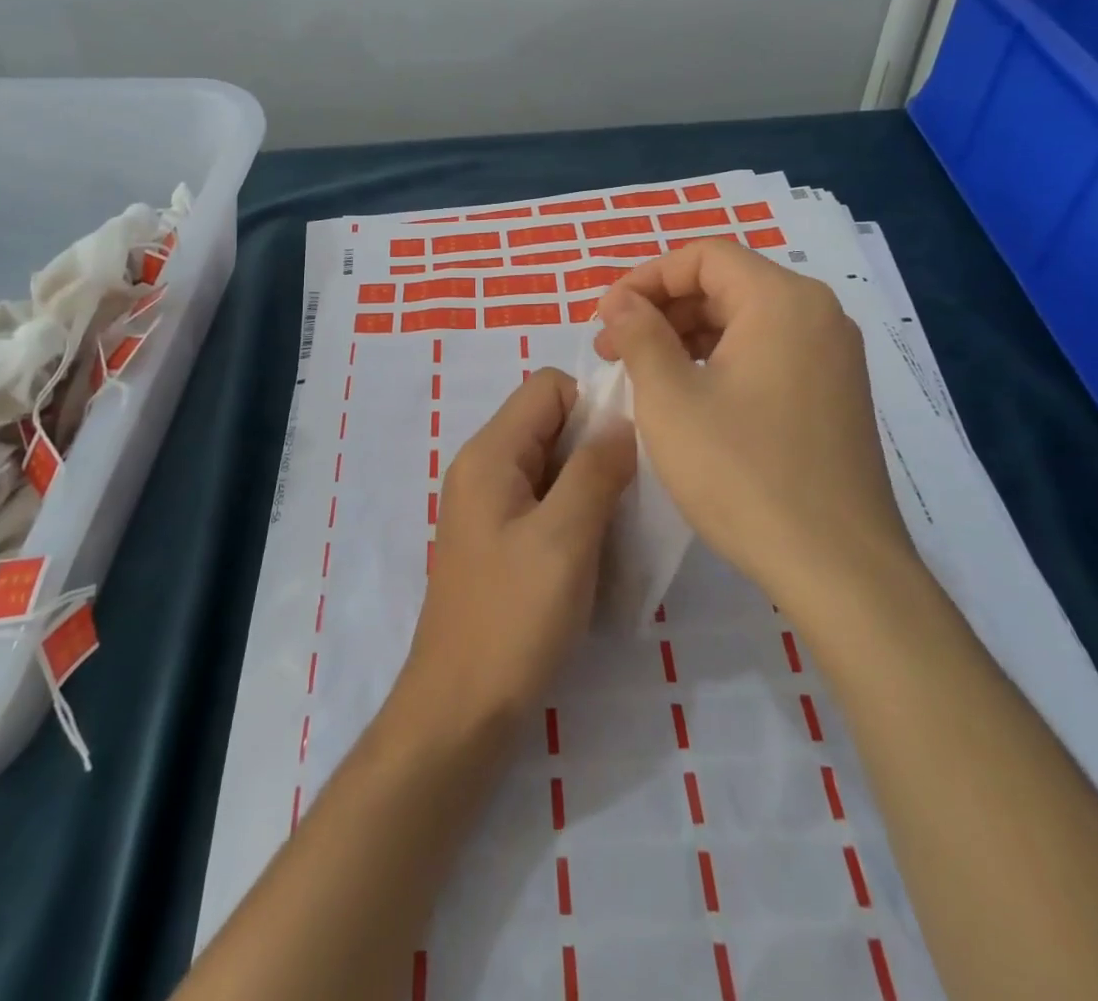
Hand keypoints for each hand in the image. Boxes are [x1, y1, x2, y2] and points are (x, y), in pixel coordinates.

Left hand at [392, 369, 634, 745]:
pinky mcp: (499, 541)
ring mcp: (489, 507)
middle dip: (597, 445)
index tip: (633, 446)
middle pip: (550, 423)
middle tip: (636, 491)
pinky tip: (600, 551)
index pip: (547, 387)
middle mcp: (483, 469)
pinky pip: (545, 502)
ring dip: (591, 484)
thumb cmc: (512, 619)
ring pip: (552, 465)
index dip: (594, 403)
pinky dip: (576, 513)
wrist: (461, 710)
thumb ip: (595, 471)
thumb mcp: (564, 538)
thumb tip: (623, 423)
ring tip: (624, 524)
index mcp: (489, 454)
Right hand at [594, 240, 914, 604]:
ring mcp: (832, 357)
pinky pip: (766, 354)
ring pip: (744, 321)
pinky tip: (687, 398)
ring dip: (686, 337)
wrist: (838, 568)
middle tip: (613, 350)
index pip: (702, 256)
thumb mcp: (670, 398)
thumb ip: (639, 334)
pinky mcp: (834, 395)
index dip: (644, 279)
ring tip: (641, 375)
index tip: (605, 319)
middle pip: (725, 284)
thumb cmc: (743, 473)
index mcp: (782, 301)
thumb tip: (621, 301)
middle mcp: (817, 315)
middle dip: (661, 309)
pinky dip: (719, 361)